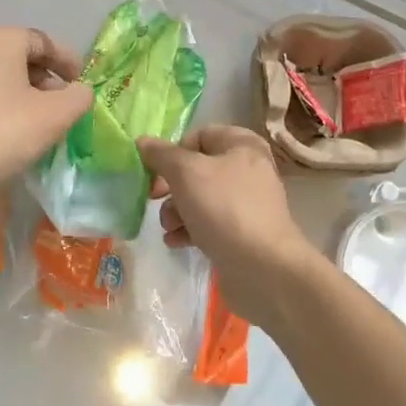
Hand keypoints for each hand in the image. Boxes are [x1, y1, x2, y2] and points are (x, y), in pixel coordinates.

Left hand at [0, 26, 92, 202]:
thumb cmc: (1, 136)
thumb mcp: (55, 116)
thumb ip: (78, 96)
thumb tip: (78, 91)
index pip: (43, 42)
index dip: (68, 62)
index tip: (80, 85)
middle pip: (19, 56)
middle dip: (44, 78)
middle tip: (60, 106)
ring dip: (21, 92)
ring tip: (36, 121)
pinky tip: (6, 131)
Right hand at [137, 125, 329, 329]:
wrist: (264, 269)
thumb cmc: (224, 208)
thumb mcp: (186, 173)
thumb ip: (161, 155)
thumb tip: (142, 141)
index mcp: (242, 145)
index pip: (198, 136)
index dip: (173, 152)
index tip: (154, 171)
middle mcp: (247, 169)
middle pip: (196, 169)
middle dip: (171, 186)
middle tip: (153, 198)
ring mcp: (246, 203)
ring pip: (199, 198)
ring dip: (176, 211)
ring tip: (169, 227)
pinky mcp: (242, 232)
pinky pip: (208, 222)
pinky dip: (189, 229)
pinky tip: (176, 242)